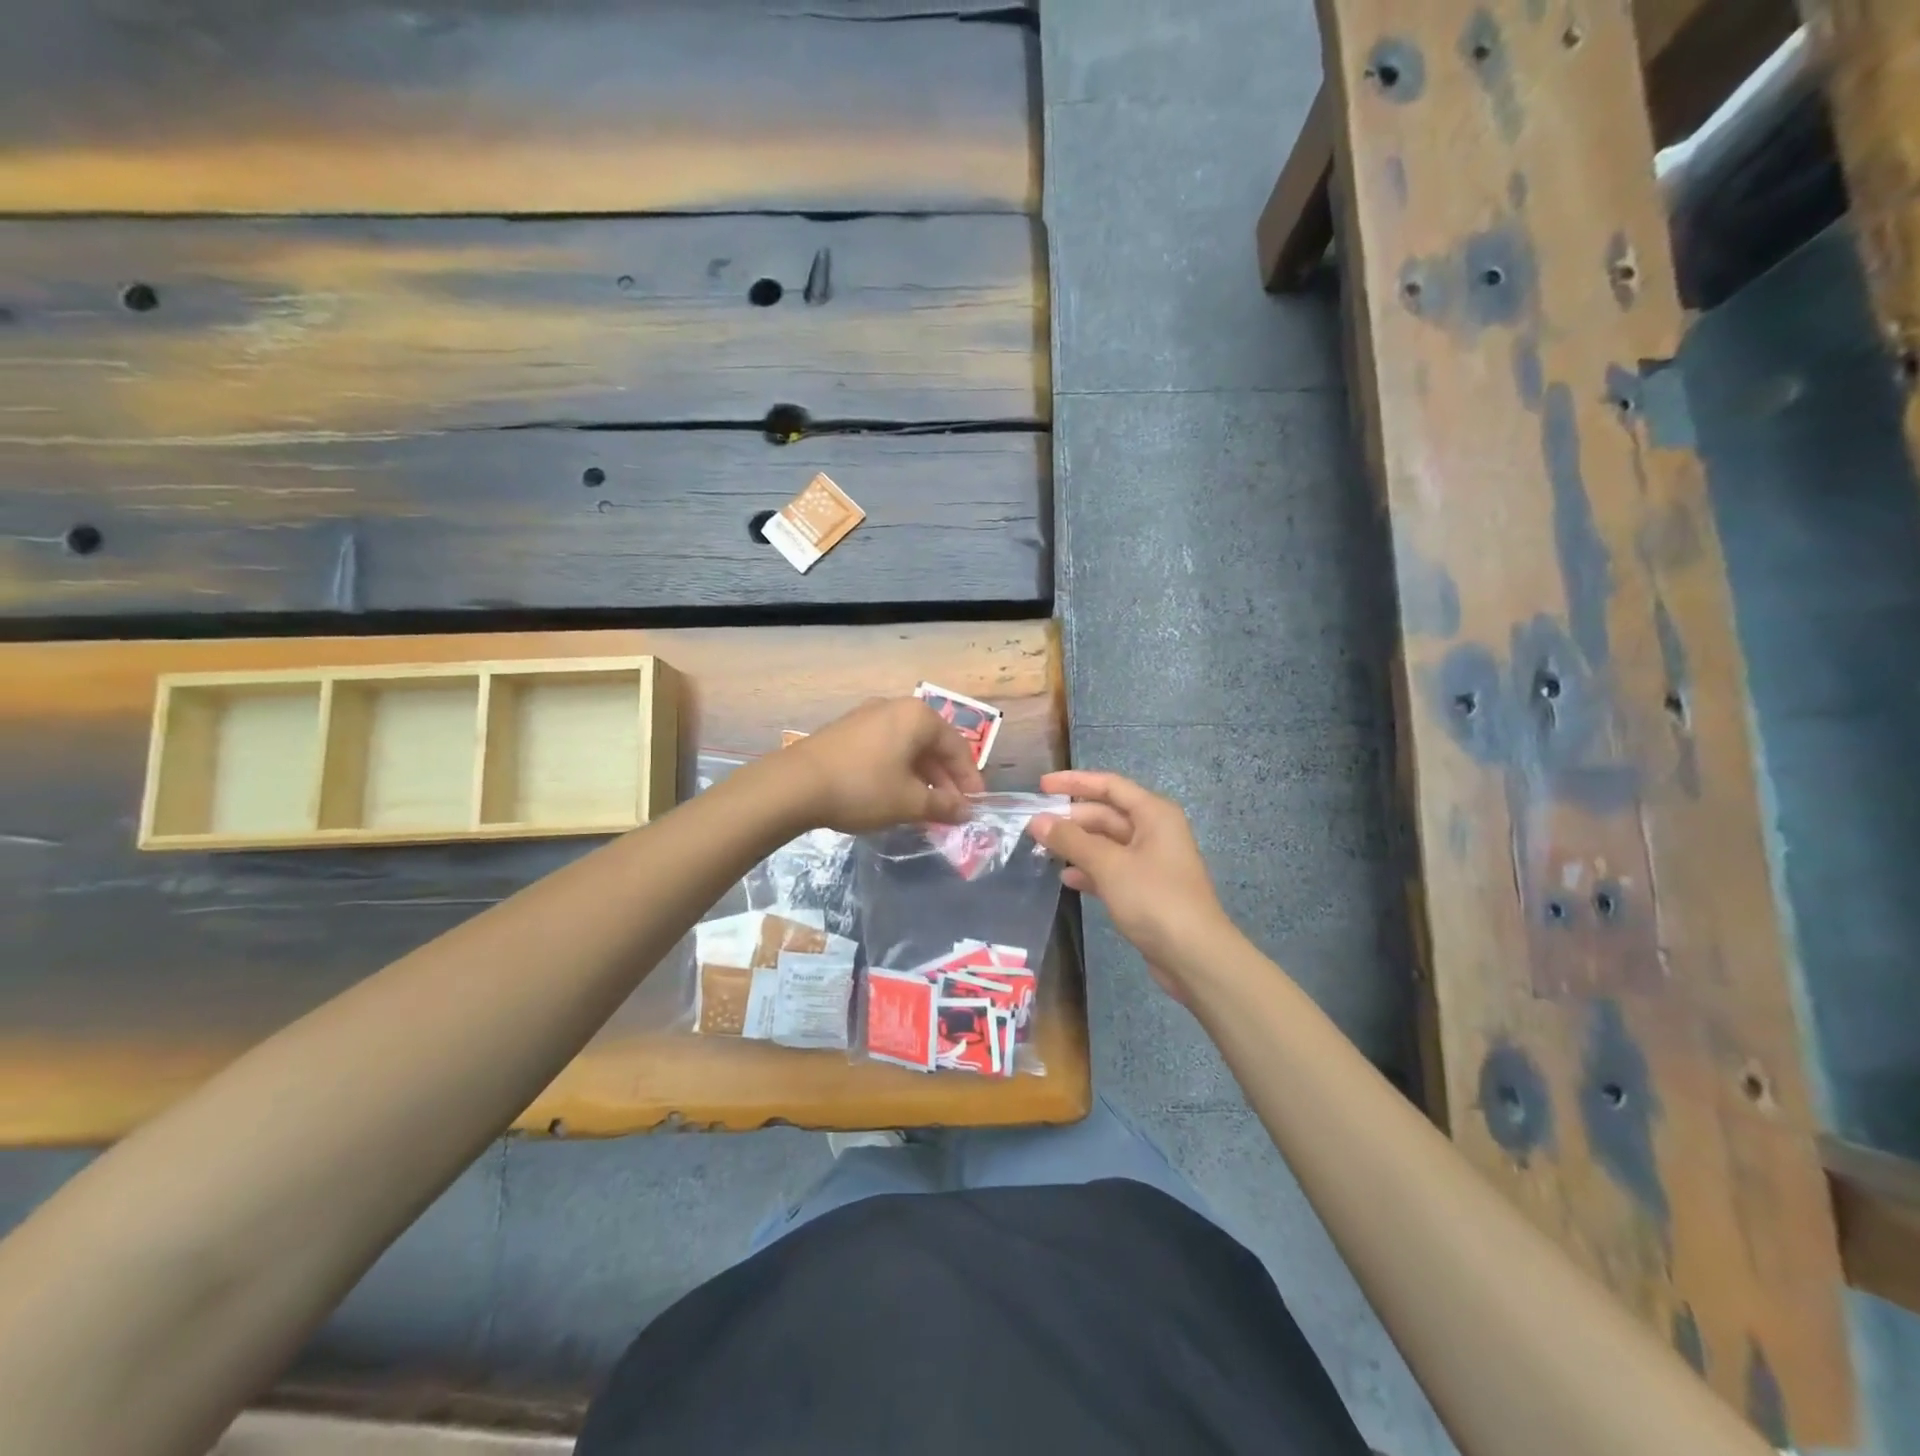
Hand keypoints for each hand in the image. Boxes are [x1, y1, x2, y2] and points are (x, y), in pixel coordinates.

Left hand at [782, 698, 984, 833]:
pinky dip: (898, 771)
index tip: (974, 805)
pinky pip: (886, 749)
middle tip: (952, 810)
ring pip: (907, 748)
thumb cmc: (863, 788)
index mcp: (918, 717)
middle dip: (945, 780)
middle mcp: (895, 708)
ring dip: (922, 778)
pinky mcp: (847, 731)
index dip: (969, 779)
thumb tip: (964, 811)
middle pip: (932, 745)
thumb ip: (942, 806)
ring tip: (926, 808)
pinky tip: (896, 796)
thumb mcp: (908, 802)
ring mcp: (867, 717)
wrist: (795, 785)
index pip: (956, 747)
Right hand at [1030, 770, 1231, 1000]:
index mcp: (1154, 814)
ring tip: (1043, 851)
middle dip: (1072, 819)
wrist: (1195, 955)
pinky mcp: (1146, 889)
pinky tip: (1067, 878)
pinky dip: (1090, 870)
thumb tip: (1037, 820)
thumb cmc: (1154, 899)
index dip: (1074, 782)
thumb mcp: (1109, 865)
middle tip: (1035, 826)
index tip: (1041, 786)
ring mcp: (1151, 862)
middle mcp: (1155, 831)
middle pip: (1107, 814)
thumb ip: (1071, 840)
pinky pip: (1112, 869)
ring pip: (1107, 843)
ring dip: (1077, 845)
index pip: (1109, 785)